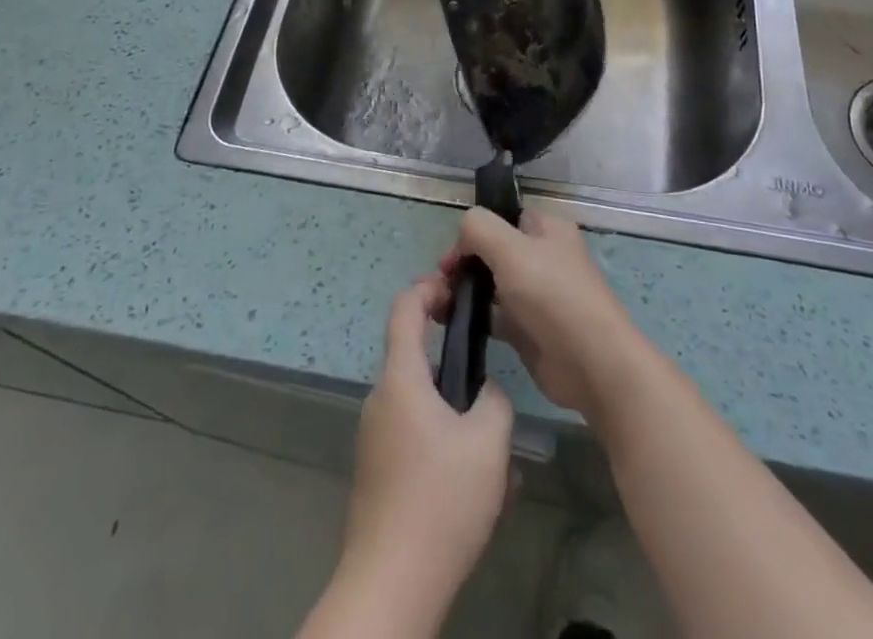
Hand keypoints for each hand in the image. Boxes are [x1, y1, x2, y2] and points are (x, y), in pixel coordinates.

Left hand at [336, 274, 514, 628]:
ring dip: (457, 415)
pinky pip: (416, 440)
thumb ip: (494, 399)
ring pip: (422, 407)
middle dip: (454, 364)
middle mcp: (381, 400)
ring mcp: (375, 438)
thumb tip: (485, 392)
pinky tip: (480, 489)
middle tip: (490, 379)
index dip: (428, 287)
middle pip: (416, 359)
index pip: (405, 308)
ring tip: (496, 452)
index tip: (456, 288)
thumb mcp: (488, 442)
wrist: (391, 585)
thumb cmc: (441, 499)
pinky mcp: (379, 473)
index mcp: (401, 378)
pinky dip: (445, 447)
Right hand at [442, 208, 645, 420]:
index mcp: (546, 229)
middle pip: (491, 250)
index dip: (474, 231)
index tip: (452, 255)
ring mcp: (535, 294)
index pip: (501, 217)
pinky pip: (493, 315)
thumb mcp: (511, 249)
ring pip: (489, 283)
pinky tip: (450, 324)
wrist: (592, 364)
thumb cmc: (552, 295)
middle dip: (462, 263)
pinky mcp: (528, 329)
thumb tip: (463, 237)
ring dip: (462, 290)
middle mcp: (541, 256)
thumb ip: (479, 228)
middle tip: (438, 283)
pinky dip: (472, 316)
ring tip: (434, 304)